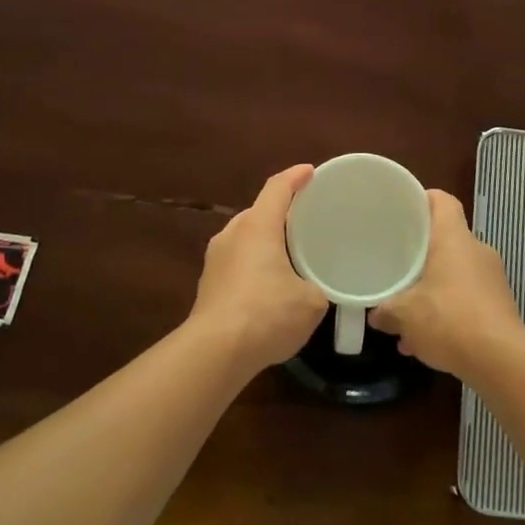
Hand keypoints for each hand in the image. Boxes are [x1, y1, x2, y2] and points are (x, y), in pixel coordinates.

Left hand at [189, 164, 329, 373]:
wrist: (215, 352)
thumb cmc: (267, 314)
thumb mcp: (311, 302)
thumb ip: (317, 287)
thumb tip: (313, 291)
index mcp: (258, 226)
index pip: (277, 188)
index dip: (296, 177)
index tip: (310, 172)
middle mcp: (232, 234)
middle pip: (259, 212)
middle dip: (281, 213)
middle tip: (306, 221)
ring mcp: (215, 260)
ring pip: (245, 238)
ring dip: (266, 241)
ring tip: (289, 254)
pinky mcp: (207, 285)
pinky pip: (237, 262)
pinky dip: (254, 264)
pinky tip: (269, 285)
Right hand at [369, 190, 524, 377]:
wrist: (500, 360)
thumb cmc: (449, 319)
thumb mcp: (405, 315)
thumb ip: (386, 310)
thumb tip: (375, 314)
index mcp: (454, 239)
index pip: (442, 201)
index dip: (423, 199)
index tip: (402, 210)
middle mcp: (476, 250)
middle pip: (447, 238)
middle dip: (422, 253)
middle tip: (397, 263)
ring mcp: (492, 278)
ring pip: (455, 272)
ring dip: (433, 287)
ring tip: (408, 312)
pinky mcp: (499, 305)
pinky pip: (466, 297)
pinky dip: (448, 310)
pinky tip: (426, 338)